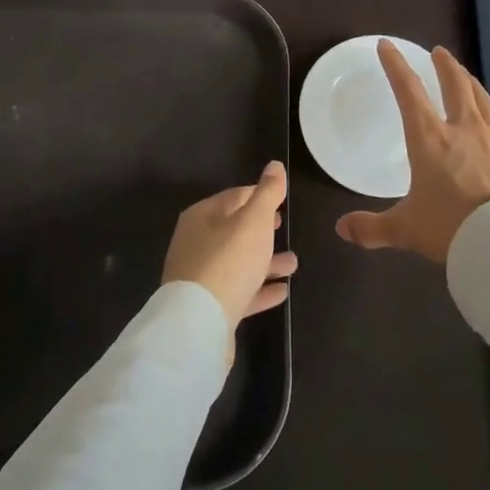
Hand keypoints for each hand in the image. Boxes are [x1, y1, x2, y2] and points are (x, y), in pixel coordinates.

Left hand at [163, 161, 297, 361]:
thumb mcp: (254, 221)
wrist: (198, 324)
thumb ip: (267, 193)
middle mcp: (196, 243)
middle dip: (261, 229)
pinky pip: (238, 291)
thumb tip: (275, 165)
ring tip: (293, 264)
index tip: (280, 201)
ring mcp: (200, 277)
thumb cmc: (228, 262)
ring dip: (265, 261)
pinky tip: (281, 292)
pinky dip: (259, 289)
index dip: (259, 195)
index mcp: (202, 216)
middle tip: (283, 228)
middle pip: (234, 230)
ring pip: (238, 263)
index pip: (234, 197)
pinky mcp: (208, 307)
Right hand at [336, 42, 489, 262]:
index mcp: (429, 138)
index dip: (395, 65)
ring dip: (470, 81)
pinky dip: (488, 111)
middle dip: (444, 65)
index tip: (387, 45)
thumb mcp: (405, 229)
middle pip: (455, 84)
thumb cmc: (450, 227)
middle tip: (439, 52)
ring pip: (481, 98)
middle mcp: (462, 128)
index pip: (408, 90)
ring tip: (465, 75)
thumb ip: (372, 228)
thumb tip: (341, 229)